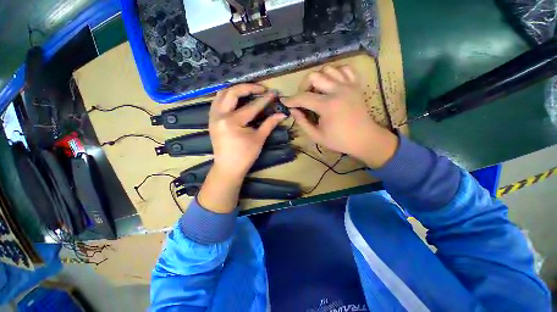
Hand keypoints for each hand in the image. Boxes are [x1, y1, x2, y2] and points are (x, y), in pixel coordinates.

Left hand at [209, 84, 286, 176]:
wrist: (228, 167)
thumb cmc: (245, 156)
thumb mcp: (259, 139)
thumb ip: (269, 124)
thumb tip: (282, 115)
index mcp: (233, 122)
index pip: (252, 106)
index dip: (264, 100)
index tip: (273, 93)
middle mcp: (220, 115)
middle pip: (233, 92)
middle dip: (248, 87)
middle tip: (261, 89)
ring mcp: (213, 116)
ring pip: (222, 94)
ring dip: (236, 89)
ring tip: (249, 91)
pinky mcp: (212, 119)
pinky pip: (217, 101)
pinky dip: (227, 96)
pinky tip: (236, 99)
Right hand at [283, 65, 397, 168]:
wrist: (365, 139)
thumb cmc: (339, 140)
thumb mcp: (316, 136)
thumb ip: (302, 122)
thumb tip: (293, 110)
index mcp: (328, 106)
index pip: (303, 97)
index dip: (291, 100)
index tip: (284, 102)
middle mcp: (338, 91)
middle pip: (314, 76)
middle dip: (303, 86)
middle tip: (303, 97)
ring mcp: (349, 85)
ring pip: (328, 69)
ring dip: (318, 78)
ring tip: (317, 91)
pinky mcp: (356, 84)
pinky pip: (344, 69)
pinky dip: (335, 73)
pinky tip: (332, 83)